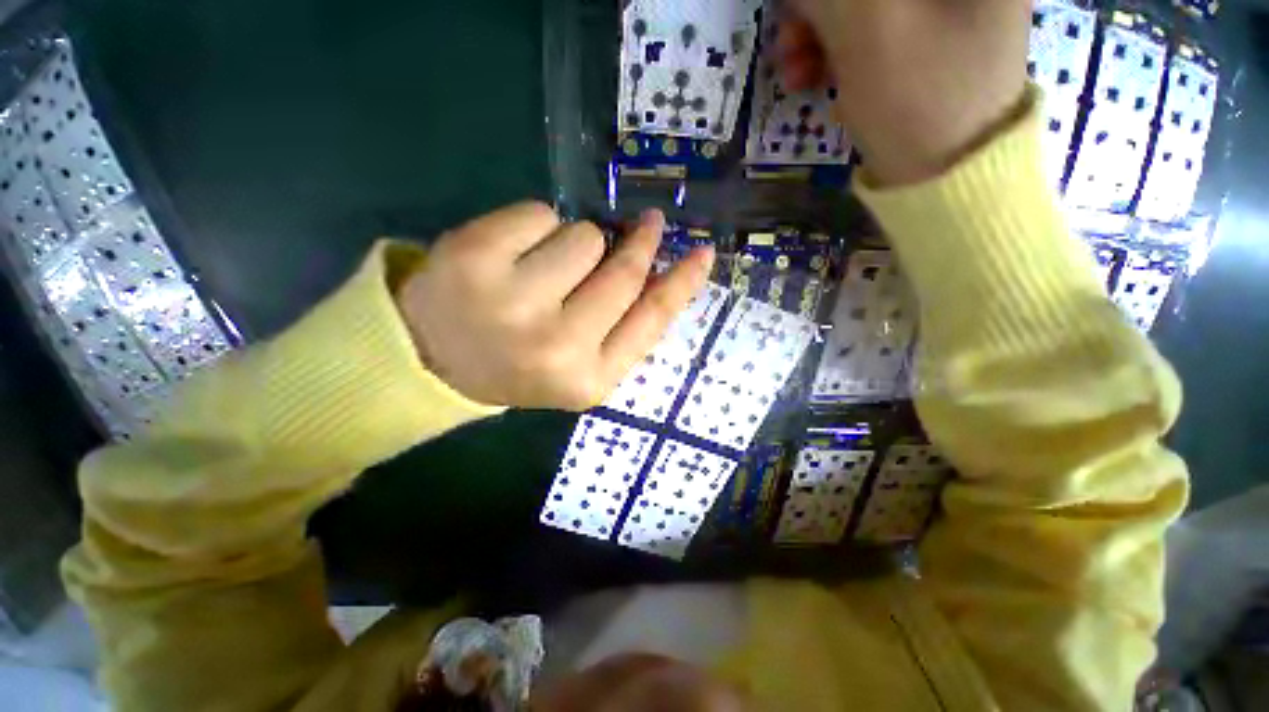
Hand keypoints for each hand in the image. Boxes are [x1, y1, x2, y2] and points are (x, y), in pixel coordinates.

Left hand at [397, 202, 713, 409]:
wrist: (435, 361)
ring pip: (585, 236)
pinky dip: (536, 226)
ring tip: (546, 270)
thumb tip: (659, 267)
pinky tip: (512, 256)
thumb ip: (624, 326)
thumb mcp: (582, 364)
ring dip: (577, 243)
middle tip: (645, 226)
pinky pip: (540, 213)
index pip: (651, 320)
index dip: (682, 283)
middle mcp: (557, 346)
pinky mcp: (472, 256)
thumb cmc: (520, 363)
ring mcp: (512, 302)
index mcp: (588, 380)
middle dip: (638, 243)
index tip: (703, 252)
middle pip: (623, 271)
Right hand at [779, 0, 1029, 185]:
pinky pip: (868, 30)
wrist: (944, 181)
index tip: (800, 12)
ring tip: (791, 70)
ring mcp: (944, 12)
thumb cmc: (920, 101)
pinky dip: (833, 50)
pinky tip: (811, 76)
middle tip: (787, 38)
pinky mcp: (923, 42)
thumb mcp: (869, 31)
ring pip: (863, 8)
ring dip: (817, 32)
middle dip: (821, 8)